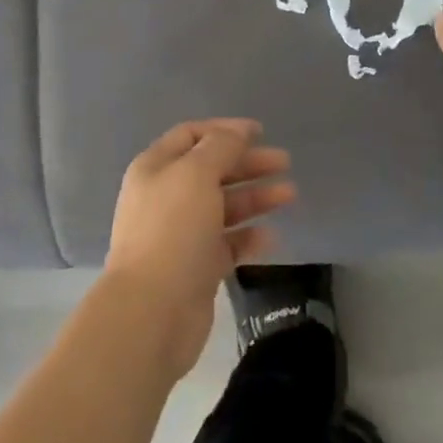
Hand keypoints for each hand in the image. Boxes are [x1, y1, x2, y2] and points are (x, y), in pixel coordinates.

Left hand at [103, 119, 294, 380]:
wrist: (152, 312)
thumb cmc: (172, 230)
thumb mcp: (196, 174)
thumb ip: (221, 147)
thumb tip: (238, 132)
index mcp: (156, 168)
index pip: (192, 135)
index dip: (225, 130)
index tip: (260, 132)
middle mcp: (167, 196)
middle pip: (212, 169)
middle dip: (248, 163)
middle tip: (284, 163)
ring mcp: (181, 234)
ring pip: (224, 206)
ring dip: (256, 197)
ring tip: (290, 195)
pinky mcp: (196, 268)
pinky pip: (228, 243)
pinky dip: (249, 236)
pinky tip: (272, 236)